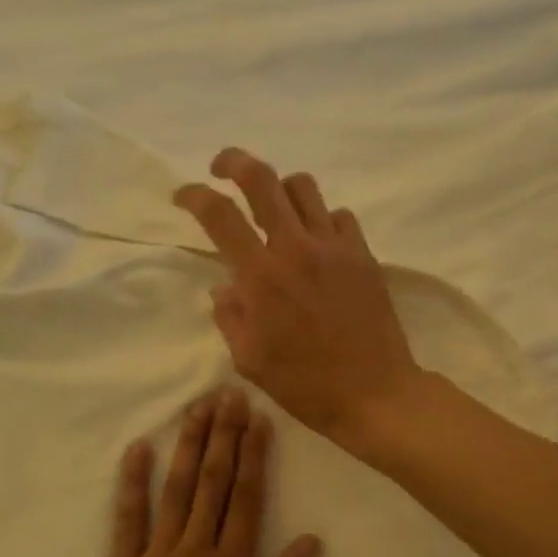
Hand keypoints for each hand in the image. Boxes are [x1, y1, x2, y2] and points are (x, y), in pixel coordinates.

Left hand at [82, 389, 323, 556]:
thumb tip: (310, 540)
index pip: (247, 497)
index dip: (254, 455)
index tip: (258, 418)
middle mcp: (196, 550)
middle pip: (213, 482)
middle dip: (223, 435)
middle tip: (229, 394)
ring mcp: (155, 556)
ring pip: (175, 489)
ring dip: (188, 445)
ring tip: (197, 408)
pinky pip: (127, 518)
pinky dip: (132, 481)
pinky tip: (138, 448)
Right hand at [174, 148, 421, 448]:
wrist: (375, 394)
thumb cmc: (305, 384)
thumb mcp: (249, 360)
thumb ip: (230, 316)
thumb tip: (224, 286)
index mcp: (261, 277)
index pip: (219, 215)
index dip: (194, 195)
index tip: (183, 195)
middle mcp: (296, 248)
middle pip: (262, 178)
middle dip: (233, 162)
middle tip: (221, 168)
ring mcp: (335, 247)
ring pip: (303, 187)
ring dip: (279, 189)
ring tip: (272, 209)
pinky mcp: (363, 255)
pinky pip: (338, 215)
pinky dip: (320, 219)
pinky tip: (316, 242)